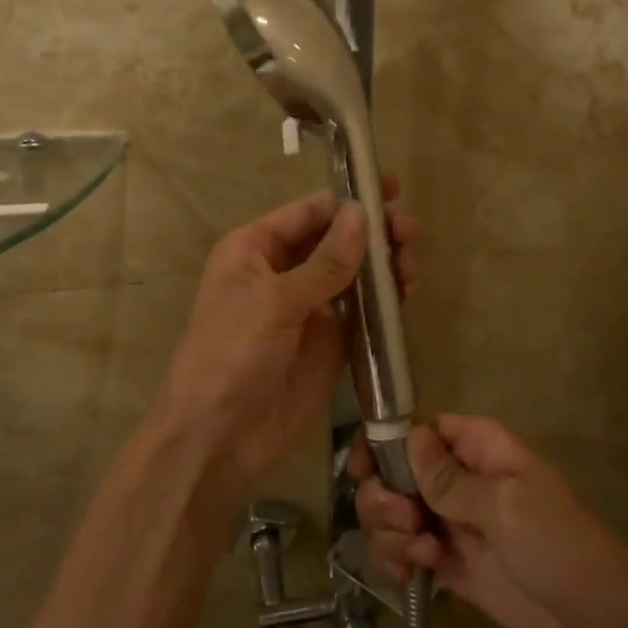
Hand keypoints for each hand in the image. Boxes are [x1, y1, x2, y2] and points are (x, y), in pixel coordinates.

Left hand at [155, 180, 417, 484]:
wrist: (218, 438)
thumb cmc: (232, 355)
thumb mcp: (276, 302)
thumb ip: (325, 262)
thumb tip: (362, 214)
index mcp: (255, 250)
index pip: (308, 212)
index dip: (348, 199)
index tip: (390, 190)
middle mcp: (281, 273)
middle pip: (334, 241)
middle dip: (371, 234)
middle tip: (408, 234)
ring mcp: (307, 309)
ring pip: (352, 275)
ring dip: (382, 267)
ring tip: (409, 267)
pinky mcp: (328, 344)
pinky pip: (361, 313)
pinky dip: (383, 302)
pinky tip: (405, 294)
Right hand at [352, 414, 627, 627]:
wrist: (598, 624)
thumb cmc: (560, 547)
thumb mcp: (507, 505)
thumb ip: (450, 477)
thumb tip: (408, 433)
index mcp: (477, 447)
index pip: (416, 427)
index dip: (382, 443)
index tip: (362, 471)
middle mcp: (457, 478)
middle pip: (391, 471)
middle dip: (385, 497)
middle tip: (410, 522)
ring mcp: (449, 522)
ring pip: (389, 513)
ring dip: (390, 534)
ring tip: (425, 555)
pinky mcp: (446, 562)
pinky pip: (400, 551)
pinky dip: (395, 560)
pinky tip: (414, 575)